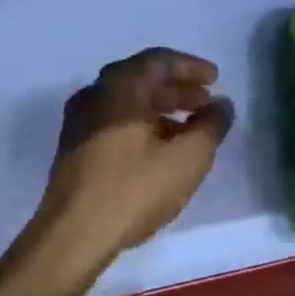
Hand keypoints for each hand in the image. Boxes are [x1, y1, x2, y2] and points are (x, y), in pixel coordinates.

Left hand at [12, 48, 234, 295]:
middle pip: (142, 79)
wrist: (72, 234)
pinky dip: (141, 125)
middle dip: (177, 89)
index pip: (159, 60)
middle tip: (206, 103)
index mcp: (120, 85)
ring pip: (127, 102)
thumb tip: (222, 105)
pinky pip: (113, 121)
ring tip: (189, 130)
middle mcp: (95, 93)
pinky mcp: (73, 146)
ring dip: (160, 109)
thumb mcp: (187, 159)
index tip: (216, 79)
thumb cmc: (133, 189)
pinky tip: (159, 150)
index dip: (191, 67)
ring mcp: (79, 120)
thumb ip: (210, 127)